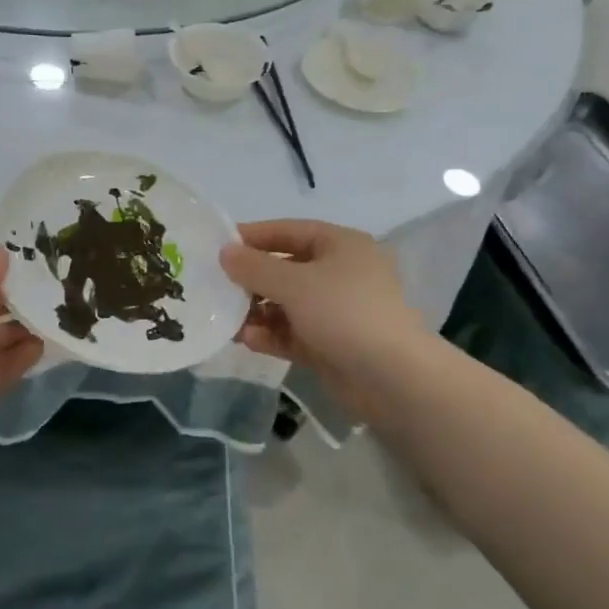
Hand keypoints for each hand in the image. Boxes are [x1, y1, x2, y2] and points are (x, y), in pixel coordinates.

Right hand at [220, 219, 426, 419]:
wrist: (393, 378)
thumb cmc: (344, 313)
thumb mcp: (294, 283)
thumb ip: (255, 267)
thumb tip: (225, 252)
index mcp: (341, 245)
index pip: (288, 231)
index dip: (253, 236)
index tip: (217, 246)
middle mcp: (340, 273)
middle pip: (286, 268)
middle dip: (251, 279)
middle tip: (215, 286)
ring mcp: (337, 311)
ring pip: (287, 304)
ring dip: (257, 310)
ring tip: (226, 319)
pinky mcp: (332, 344)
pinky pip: (293, 332)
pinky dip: (271, 334)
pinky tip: (246, 340)